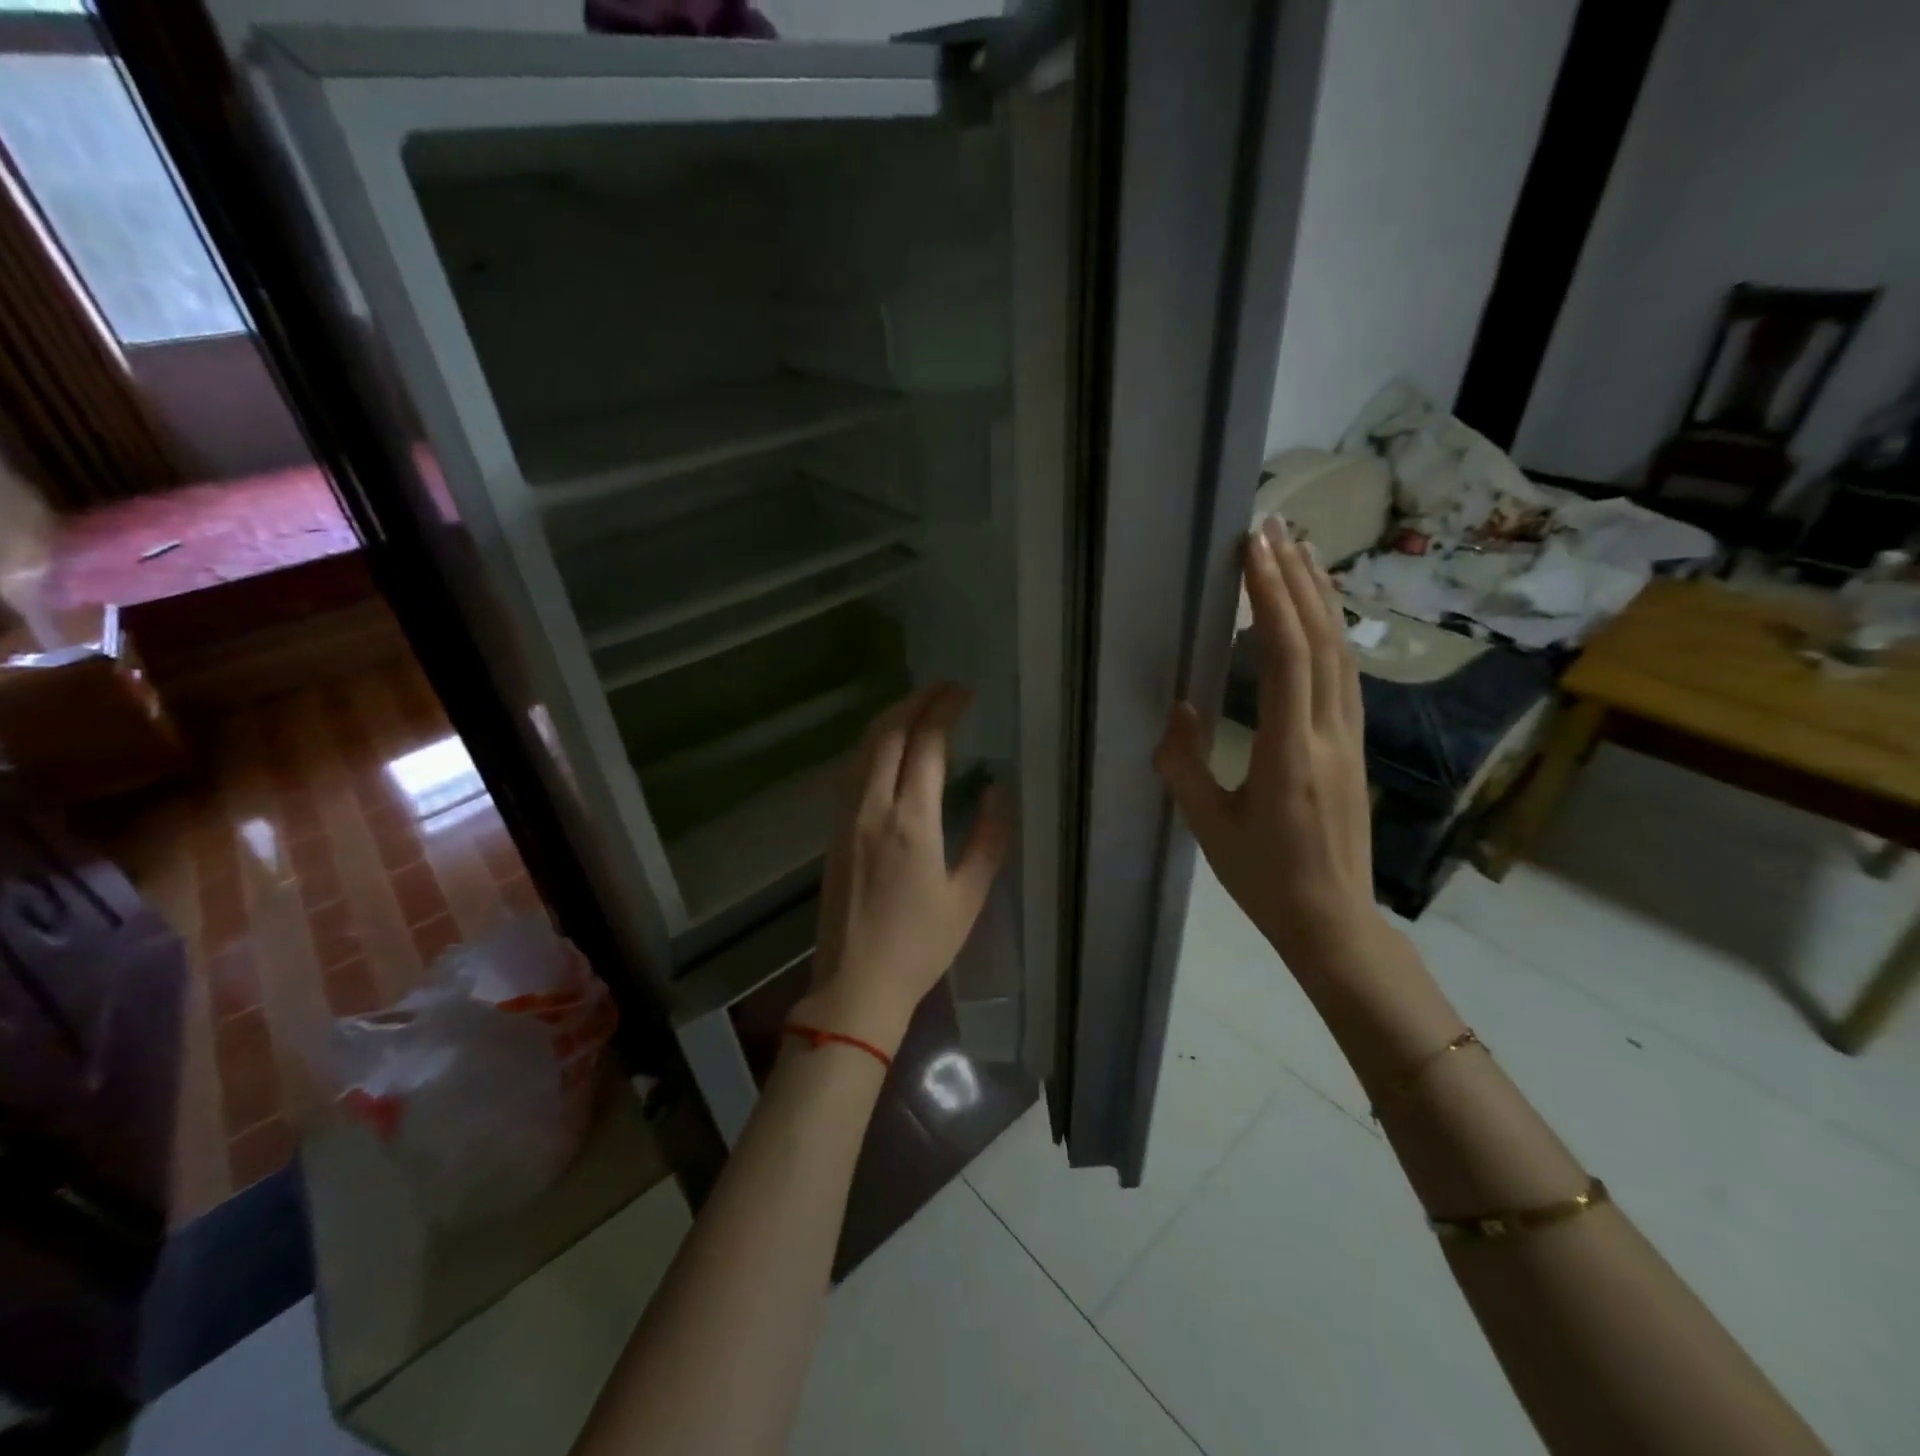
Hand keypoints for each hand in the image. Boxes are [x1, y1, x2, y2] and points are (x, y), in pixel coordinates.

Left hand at [797, 684, 1011, 1054]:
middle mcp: (873, 807)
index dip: (945, 710)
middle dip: (915, 701)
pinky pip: (851, 770)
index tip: (964, 693)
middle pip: (888, 734)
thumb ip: (988, 838)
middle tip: (943, 688)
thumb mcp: (968, 896)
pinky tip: (887, 747)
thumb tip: (996, 790)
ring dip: (890, 718)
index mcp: (911, 821)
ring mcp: (847, 817)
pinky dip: (871, 745)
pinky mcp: (834, 830)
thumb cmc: (920, 945)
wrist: (856, 982)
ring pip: (863, 748)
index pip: (926, 745)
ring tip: (917, 706)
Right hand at [1155, 517, 1381, 980]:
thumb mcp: (1208, 826)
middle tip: (1277, 526)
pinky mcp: (1354, 747)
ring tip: (1301, 553)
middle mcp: (1327, 733)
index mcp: (1288, 751)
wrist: (1333, 921)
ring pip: (1341, 653)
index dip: (1270, 596)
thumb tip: (1177, 708)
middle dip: (1298, 577)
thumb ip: (1184, 763)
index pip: (1284, 655)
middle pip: (1321, 640)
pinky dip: (1331, 633)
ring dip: (1320, 598)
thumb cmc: (1262, 878)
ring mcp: (1350, 738)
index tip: (1253, 549)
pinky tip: (1319, 617)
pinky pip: (1345, 676)